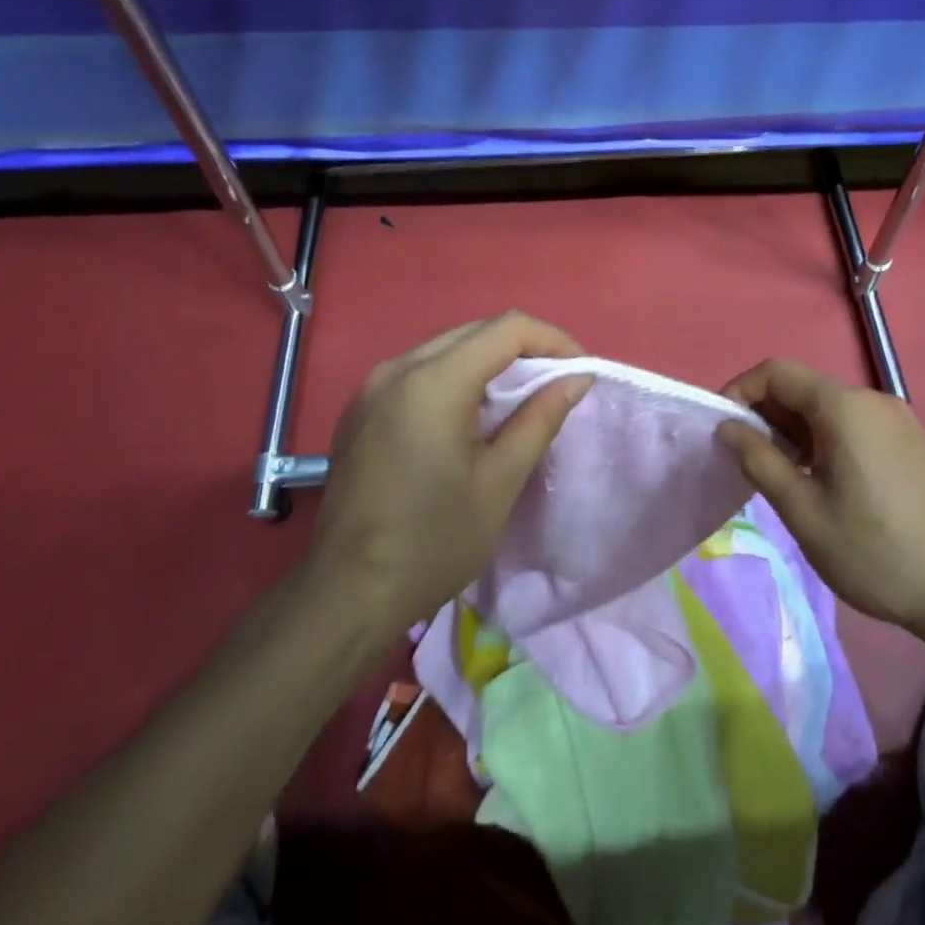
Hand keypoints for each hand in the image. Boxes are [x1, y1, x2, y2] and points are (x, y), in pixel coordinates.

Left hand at [305, 313, 592, 637]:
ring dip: (489, 363)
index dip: (553, 340)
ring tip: (520, 401)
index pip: (506, 329)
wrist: (345, 595)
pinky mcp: (360, 410)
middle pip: (474, 332)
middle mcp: (397, 369)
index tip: (580, 372)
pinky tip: (470, 417)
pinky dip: (456, 378)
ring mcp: (371, 388)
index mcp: (432, 382)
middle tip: (557, 385)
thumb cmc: (432, 543)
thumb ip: (539, 420)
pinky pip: (418, 372)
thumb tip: (576, 379)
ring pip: (445, 348)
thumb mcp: (499, 483)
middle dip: (524, 349)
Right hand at [715, 360, 924, 637]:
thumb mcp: (803, 511)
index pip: (776, 372)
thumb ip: (759, 460)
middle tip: (748, 459)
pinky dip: (825, 437)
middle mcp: (873, 399)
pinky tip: (824, 480)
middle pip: (804, 386)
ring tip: (783, 474)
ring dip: (795, 428)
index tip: (723, 430)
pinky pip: (855, 423)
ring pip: (829, 406)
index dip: (740, 391)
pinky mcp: (912, 440)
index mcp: (844, 407)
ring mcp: (898, 418)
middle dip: (767, 413)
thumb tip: (727, 428)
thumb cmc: (874, 552)